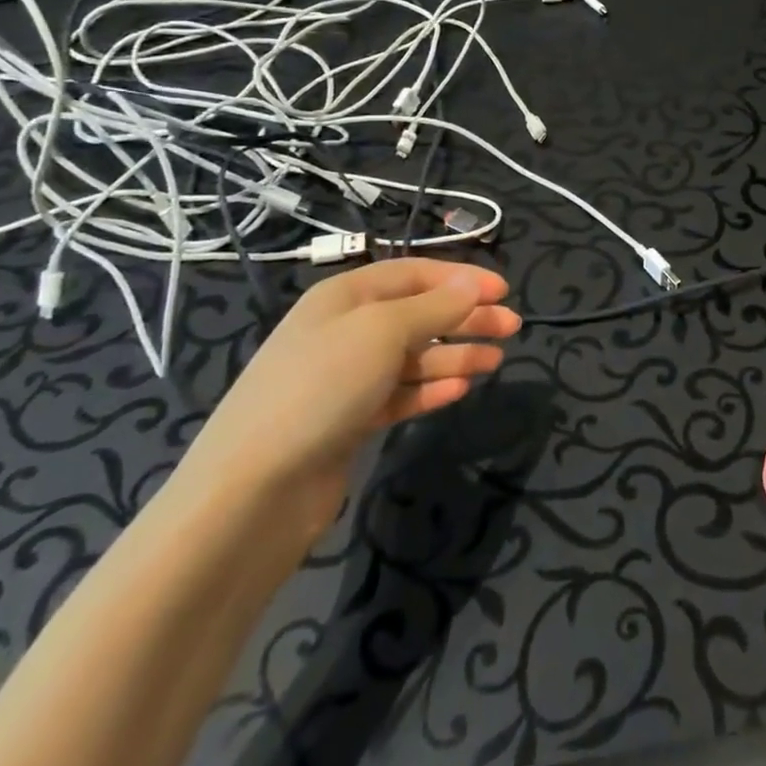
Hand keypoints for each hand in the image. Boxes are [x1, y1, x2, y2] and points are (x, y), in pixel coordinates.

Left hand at [179, 259, 517, 539]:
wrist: (253, 491)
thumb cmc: (321, 387)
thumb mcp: (383, 331)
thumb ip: (435, 306)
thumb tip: (473, 281)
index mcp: (346, 296)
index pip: (414, 273)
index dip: (461, 278)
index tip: (504, 290)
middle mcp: (346, 330)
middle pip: (419, 313)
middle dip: (466, 317)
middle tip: (512, 328)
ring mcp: (346, 378)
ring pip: (413, 356)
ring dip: (455, 354)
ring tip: (495, 362)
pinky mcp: (349, 420)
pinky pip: (400, 394)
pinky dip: (430, 389)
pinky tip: (458, 390)